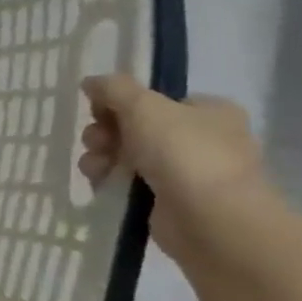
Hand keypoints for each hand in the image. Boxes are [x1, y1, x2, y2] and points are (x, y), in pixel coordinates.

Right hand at [78, 74, 267, 255]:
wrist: (210, 219)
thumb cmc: (184, 153)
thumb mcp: (144, 107)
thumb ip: (114, 89)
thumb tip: (91, 82)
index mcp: (208, 111)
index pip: (155, 101)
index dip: (120, 104)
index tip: (98, 113)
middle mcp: (201, 139)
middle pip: (135, 128)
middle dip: (106, 133)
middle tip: (96, 141)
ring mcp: (185, 173)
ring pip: (127, 157)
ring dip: (102, 158)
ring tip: (95, 168)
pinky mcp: (168, 202)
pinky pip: (128, 185)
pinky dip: (111, 183)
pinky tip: (100, 185)